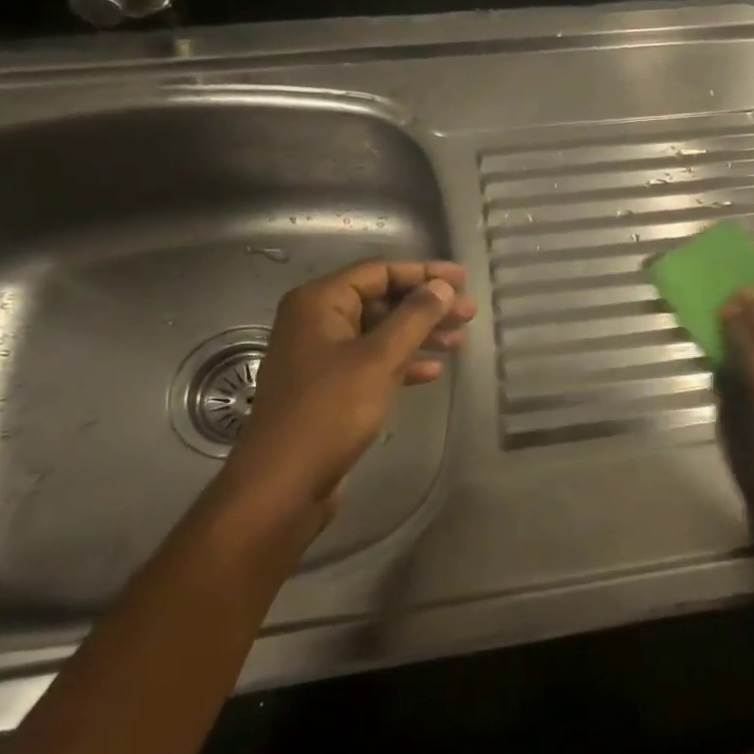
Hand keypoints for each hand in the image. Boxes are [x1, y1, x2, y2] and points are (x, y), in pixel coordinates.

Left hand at [220, 259, 475, 519]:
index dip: (423, 273)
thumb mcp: (379, 358)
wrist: (284, 482)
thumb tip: (442, 286)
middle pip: (381, 300)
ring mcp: (321, 356)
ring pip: (380, 332)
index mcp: (319, 303)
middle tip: (468, 313)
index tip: (463, 279)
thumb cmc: (330, 411)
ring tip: (460, 342)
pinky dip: (402, 361)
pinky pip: (372, 361)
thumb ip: (414, 317)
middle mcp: (316, 322)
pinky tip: (432, 371)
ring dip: (420, 334)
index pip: (378, 271)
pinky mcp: (329, 387)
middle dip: (426, 306)